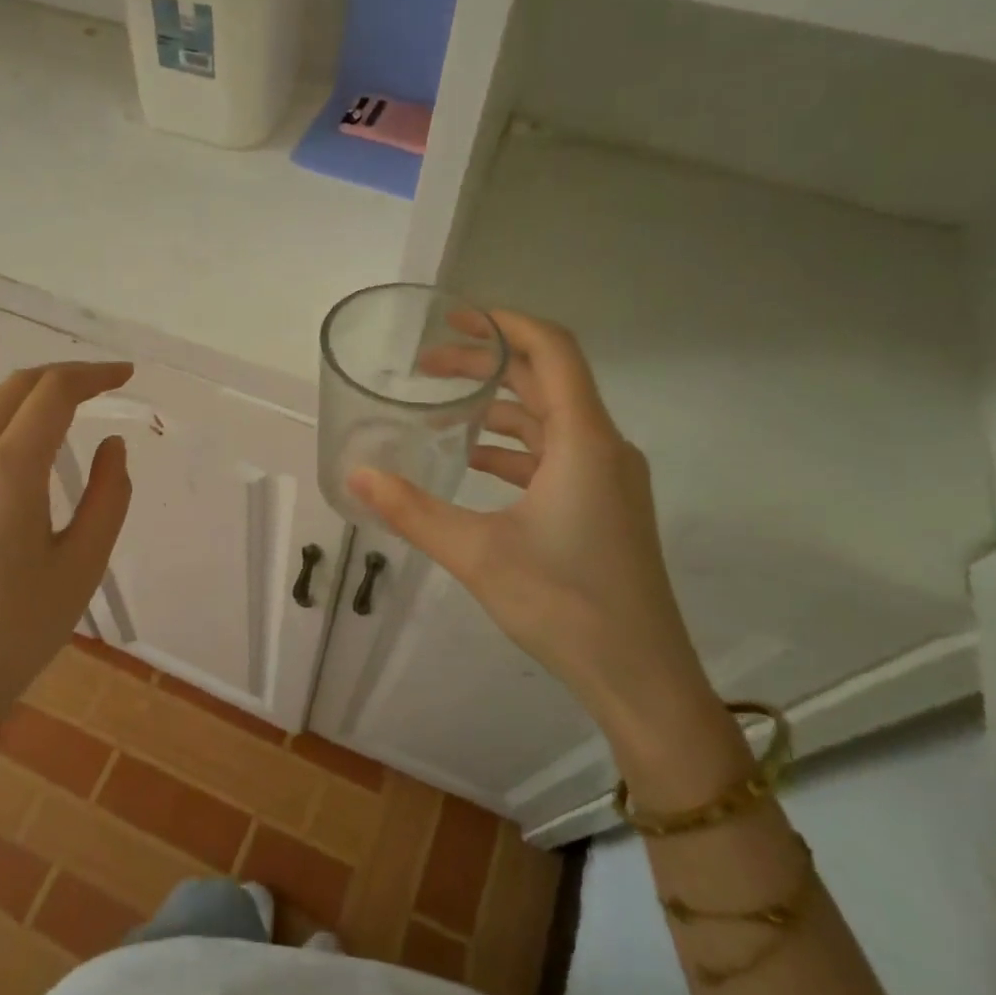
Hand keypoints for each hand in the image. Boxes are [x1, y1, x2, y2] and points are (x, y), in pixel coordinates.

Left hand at [0, 362, 132, 725]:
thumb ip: (109, 495)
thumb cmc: (18, 629)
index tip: (126, 375)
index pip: (54, 392)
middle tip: (103, 385)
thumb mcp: (83, 564)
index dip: (94, 375)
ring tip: (66, 406)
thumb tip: (112, 445)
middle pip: (15, 387)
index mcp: (8, 468)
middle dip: (63, 376)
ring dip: (28, 393)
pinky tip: (16, 440)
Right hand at [349, 311, 713, 744]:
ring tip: (442, 411)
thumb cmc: (565, 604)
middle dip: (487, 366)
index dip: (504, 323)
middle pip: (546, 380)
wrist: (640, 676)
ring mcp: (609, 479)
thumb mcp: (477, 553)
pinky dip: (514, 448)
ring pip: (550, 420)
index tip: (455, 318)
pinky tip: (473, 464)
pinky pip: (555, 456)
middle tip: (427, 367)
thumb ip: (412, 511)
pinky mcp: (604, 507)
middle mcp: (603, 447)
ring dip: (499, 408)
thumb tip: (355, 477)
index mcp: (583, 441)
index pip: (551, 350)